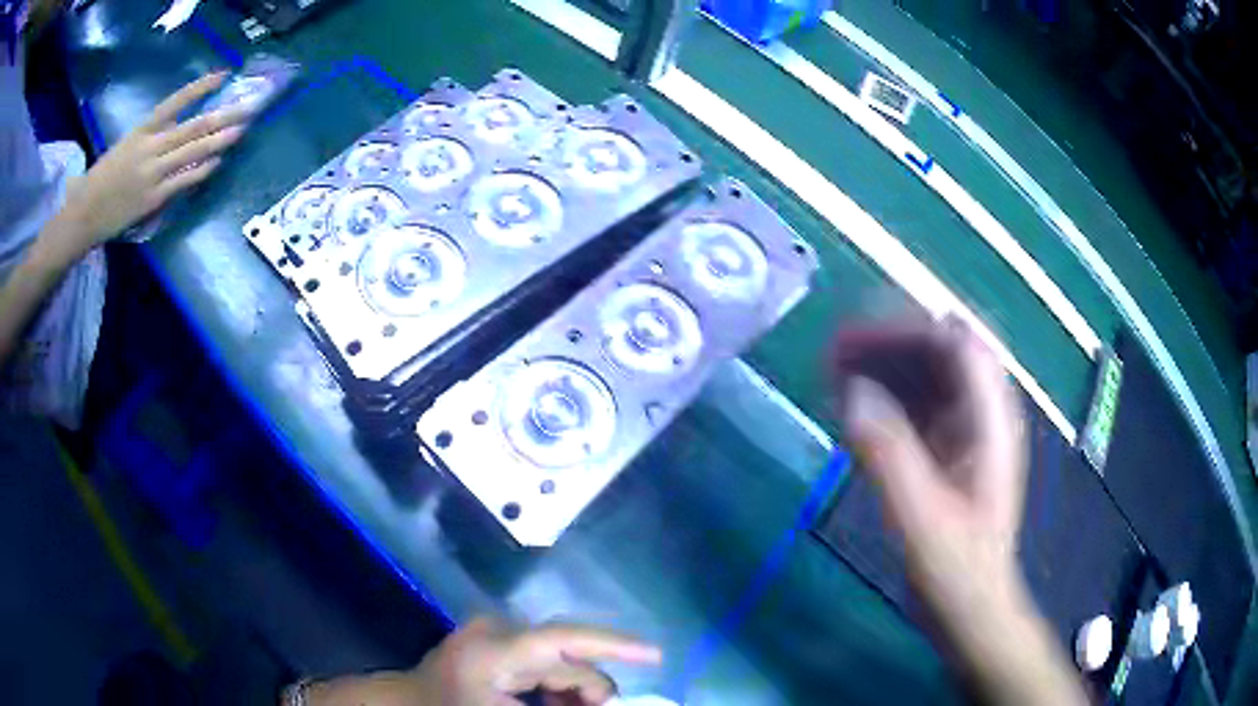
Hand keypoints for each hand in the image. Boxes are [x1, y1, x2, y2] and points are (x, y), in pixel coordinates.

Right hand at [54, 72, 248, 259]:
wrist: (83, 213)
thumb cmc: (103, 178)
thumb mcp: (126, 146)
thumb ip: (151, 137)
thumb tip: (180, 132)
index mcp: (142, 130)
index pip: (176, 101)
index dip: (200, 88)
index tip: (223, 75)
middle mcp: (149, 147)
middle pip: (192, 126)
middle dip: (222, 116)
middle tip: (248, 107)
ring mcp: (152, 173)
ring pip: (191, 152)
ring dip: (218, 141)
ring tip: (241, 130)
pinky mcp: (152, 199)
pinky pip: (182, 182)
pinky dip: (201, 171)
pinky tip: (217, 163)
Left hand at [300, 618, 661, 705]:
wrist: (403, 705)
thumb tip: (609, 701)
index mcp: (494, 650)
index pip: (563, 640)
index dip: (616, 645)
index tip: (658, 656)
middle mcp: (497, 632)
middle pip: (567, 659)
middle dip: (590, 692)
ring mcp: (493, 634)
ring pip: (557, 663)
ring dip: (571, 694)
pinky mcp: (493, 642)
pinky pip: (541, 665)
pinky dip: (554, 690)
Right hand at [835, 319, 1086, 704]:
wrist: (969, 608)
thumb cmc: (955, 568)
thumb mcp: (921, 516)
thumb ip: (890, 454)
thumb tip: (853, 393)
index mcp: (991, 421)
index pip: (957, 345)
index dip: (908, 332)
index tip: (856, 340)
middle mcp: (982, 416)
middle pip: (940, 355)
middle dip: (889, 346)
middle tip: (835, 352)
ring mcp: (966, 434)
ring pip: (926, 379)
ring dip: (883, 369)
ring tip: (833, 372)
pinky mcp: (948, 454)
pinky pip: (916, 410)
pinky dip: (885, 401)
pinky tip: (852, 409)